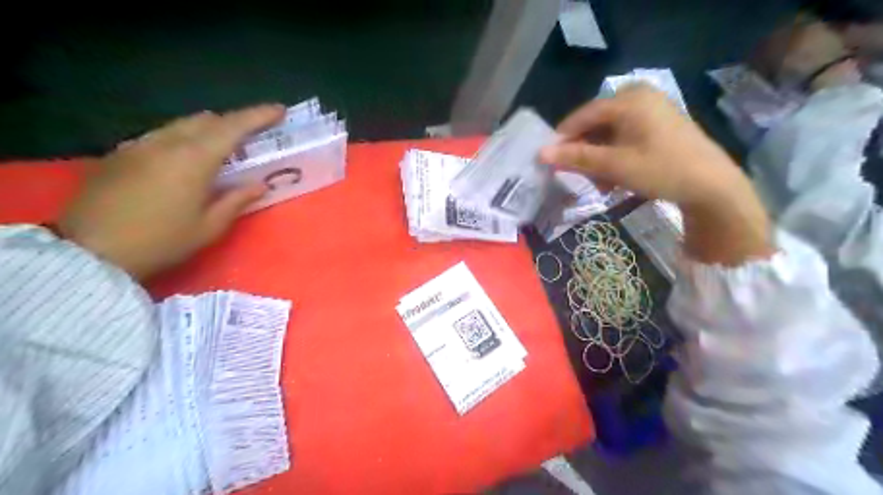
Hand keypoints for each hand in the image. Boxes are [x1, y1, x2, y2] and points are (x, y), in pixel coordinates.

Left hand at [58, 102, 283, 278]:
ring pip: (180, 125)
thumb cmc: (162, 241)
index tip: (279, 110)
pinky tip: (182, 162)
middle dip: (232, 123)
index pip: (233, 127)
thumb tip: (259, 185)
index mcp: (194, 159)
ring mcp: (138, 145)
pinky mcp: (119, 155)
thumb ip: (237, 200)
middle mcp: (166, 143)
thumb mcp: (209, 227)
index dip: (259, 116)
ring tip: (219, 149)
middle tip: (251, 137)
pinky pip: (159, 136)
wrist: (92, 251)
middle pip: (206, 119)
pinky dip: (181, 140)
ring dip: (206, 131)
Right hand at [539, 88, 773, 265]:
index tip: (548, 159)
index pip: (583, 115)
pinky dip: (615, 157)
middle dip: (584, 152)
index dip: (563, 138)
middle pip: (596, 125)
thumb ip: (577, 158)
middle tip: (576, 174)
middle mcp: (639, 98)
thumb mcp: (615, 165)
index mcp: (629, 100)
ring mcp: (652, 111)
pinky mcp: (659, 126)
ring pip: (610, 134)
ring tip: (599, 183)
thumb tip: (541, 154)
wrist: (713, 186)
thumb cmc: (661, 169)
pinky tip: (615, 179)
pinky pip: (625, 138)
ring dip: (599, 159)